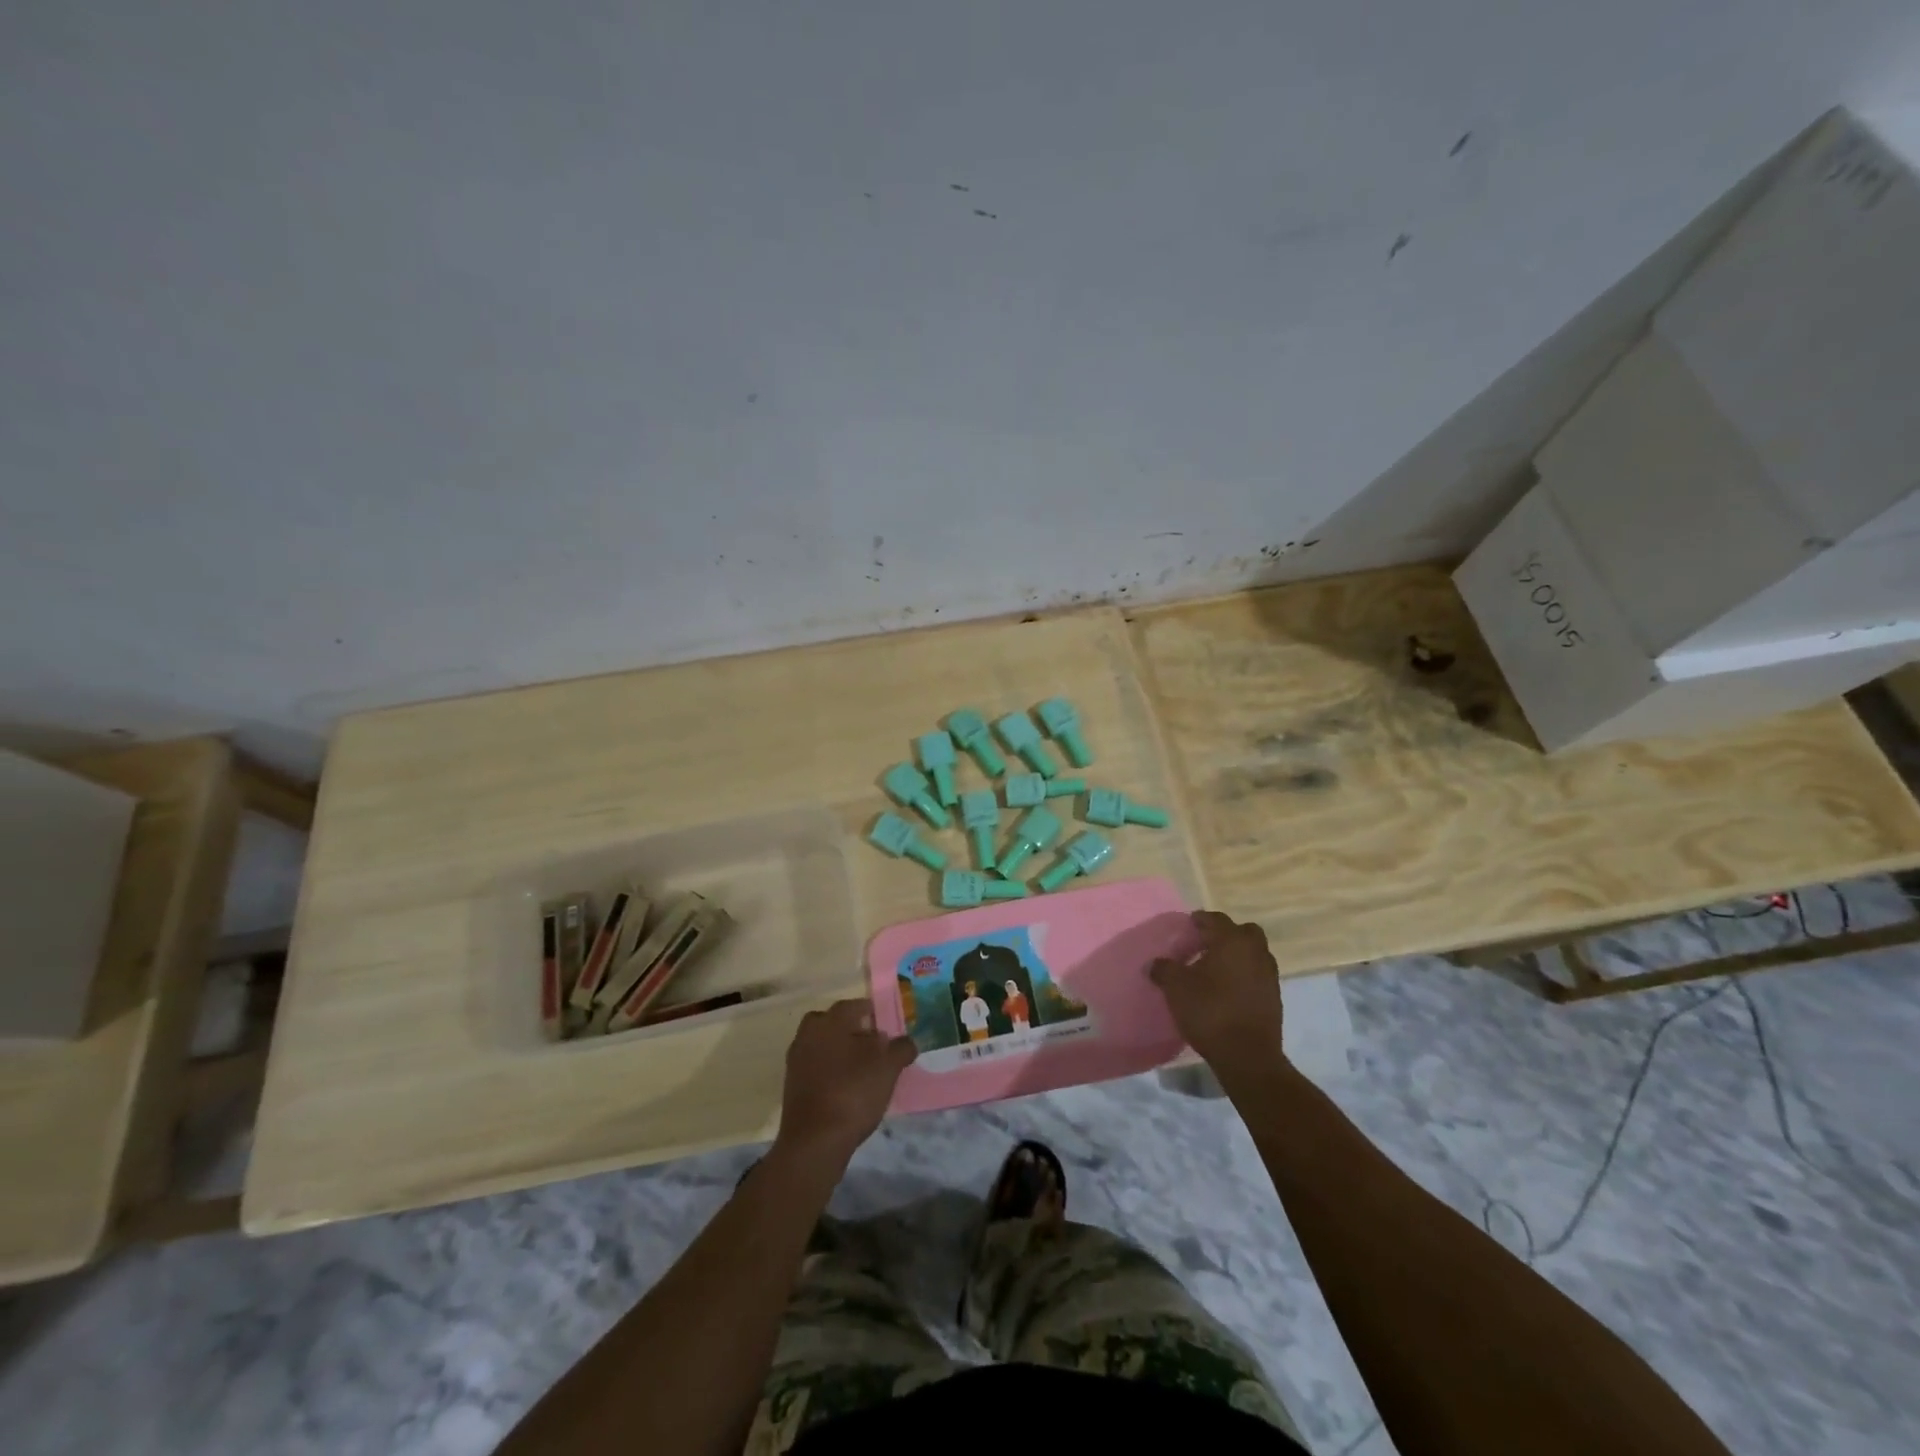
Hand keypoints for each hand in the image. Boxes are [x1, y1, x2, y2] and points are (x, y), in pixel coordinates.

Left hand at [774, 999, 916, 1167]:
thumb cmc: (853, 1092)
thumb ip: (900, 1049)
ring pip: (822, 1045)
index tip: (887, 1026)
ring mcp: (796, 1060)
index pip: (854, 1005)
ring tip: (862, 1070)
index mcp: (830, 1021)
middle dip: (852, 1030)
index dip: (873, 1013)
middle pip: (833, 1022)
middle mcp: (809, 1033)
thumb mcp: (888, 1068)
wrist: (814, 1141)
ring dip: (840, 1051)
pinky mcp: (792, 1085)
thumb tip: (905, 1042)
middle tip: (872, 1045)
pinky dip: (829, 1071)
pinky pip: (815, 1067)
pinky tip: (846, 1087)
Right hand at [1150, 911, 1286, 1087]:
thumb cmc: (1210, 1011)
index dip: (1200, 920)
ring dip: (1236, 956)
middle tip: (1205, 945)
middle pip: (1243, 932)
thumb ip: (1164, 969)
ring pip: (1253, 954)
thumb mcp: (1176, 988)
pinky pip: (1257, 975)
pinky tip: (1226, 990)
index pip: (1216, 919)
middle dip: (1225, 934)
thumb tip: (1155, 963)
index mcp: (1232, 941)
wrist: (1248, 1056)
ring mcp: (1269, 975)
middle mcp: (1256, 952)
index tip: (1188, 926)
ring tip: (1213, 970)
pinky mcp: (1274, 998)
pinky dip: (1244, 975)